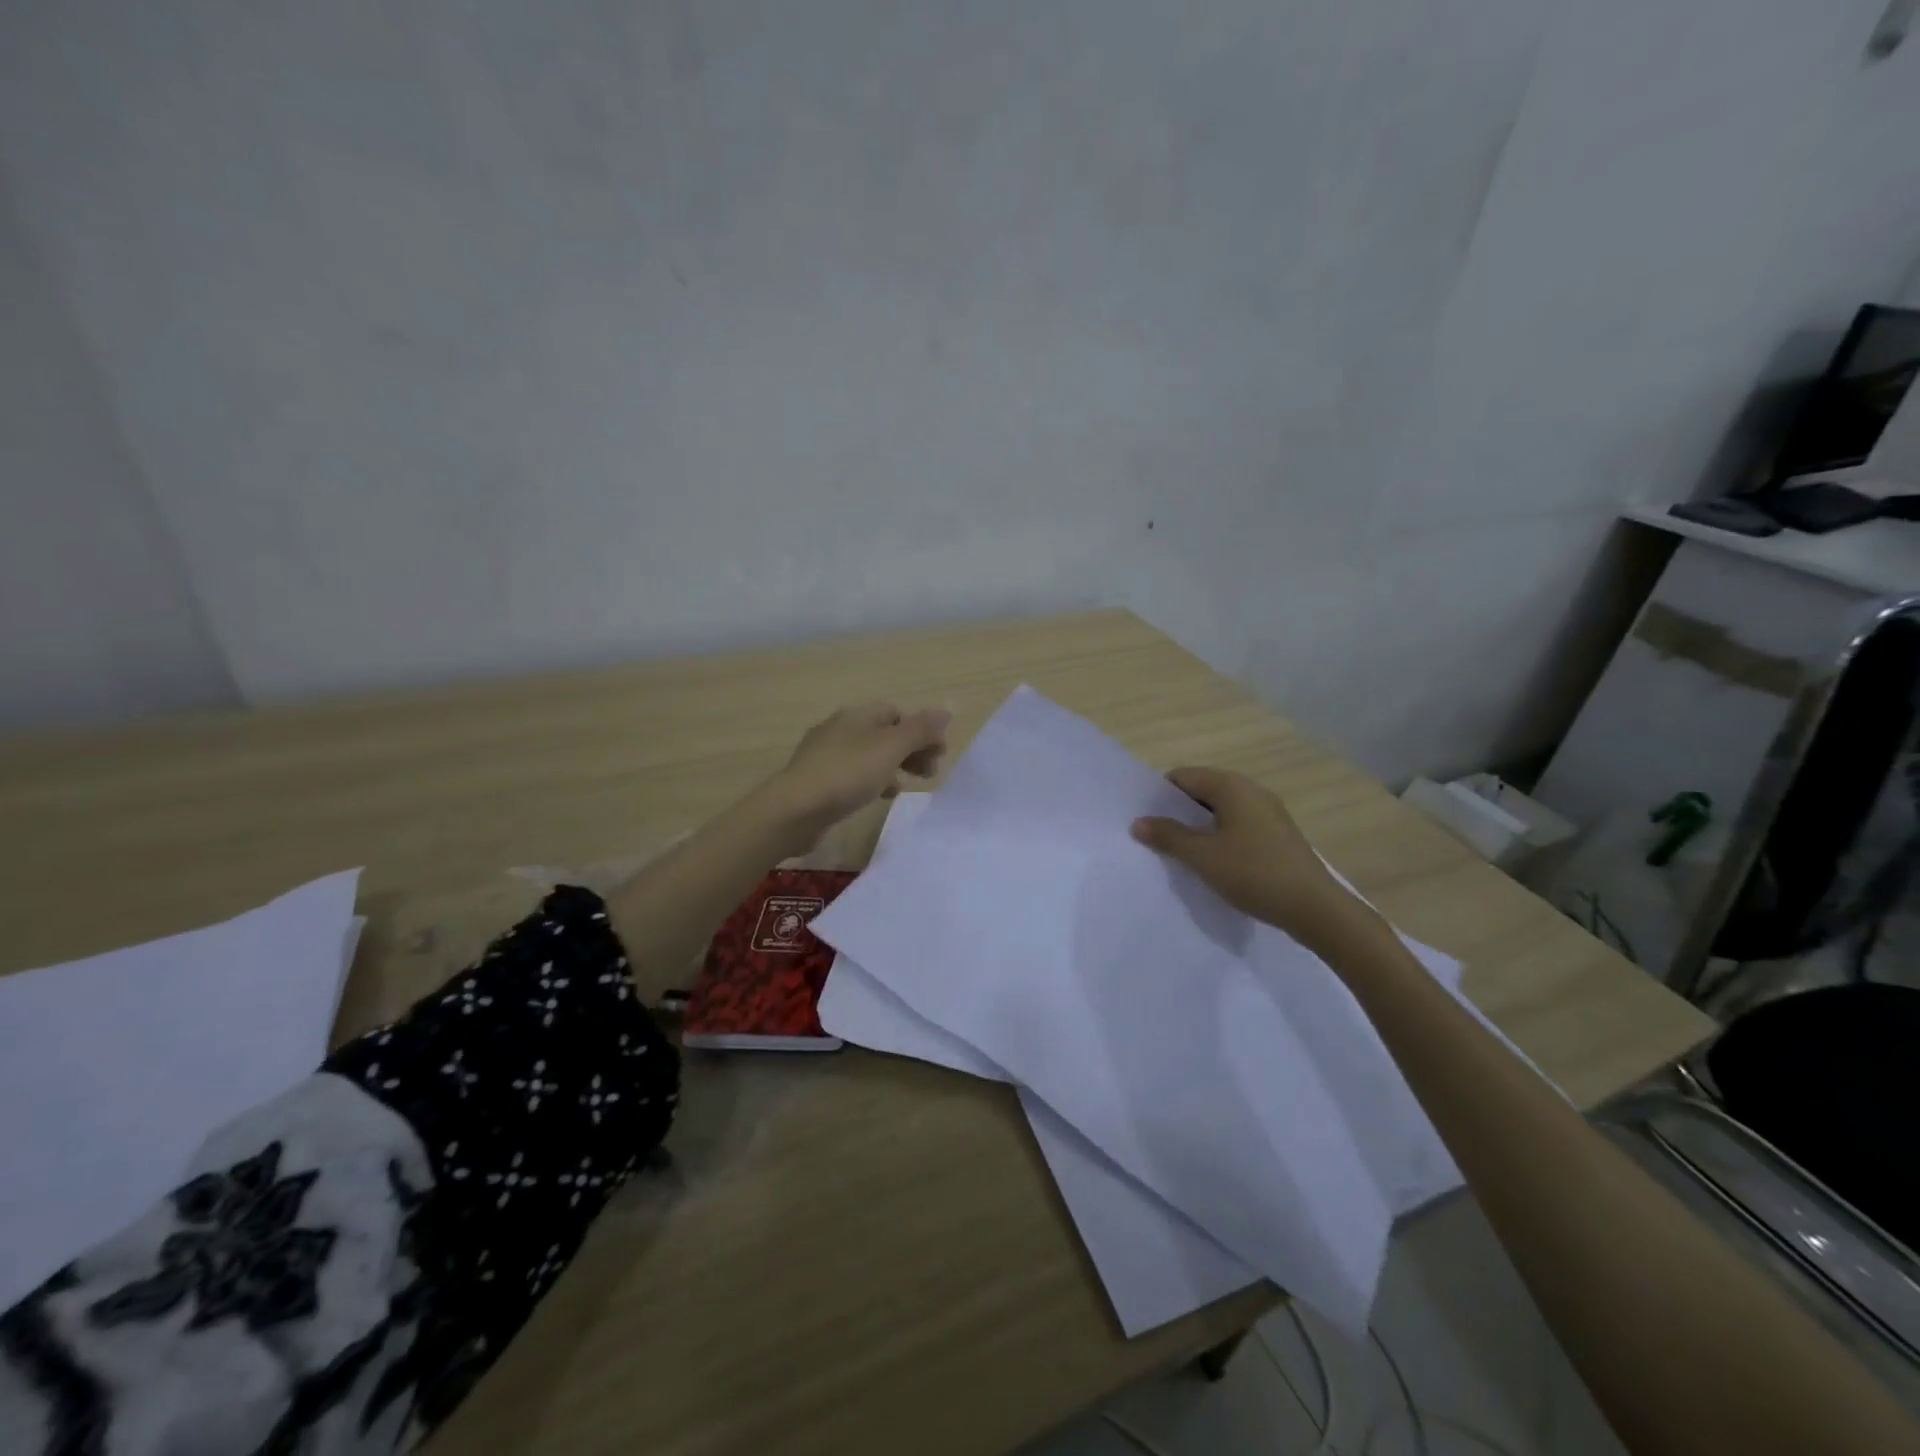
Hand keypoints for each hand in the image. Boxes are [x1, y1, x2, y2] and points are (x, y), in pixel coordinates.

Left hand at [761, 702, 951, 851]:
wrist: (795, 810)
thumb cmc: (848, 774)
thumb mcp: (891, 748)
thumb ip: (920, 730)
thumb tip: (946, 711)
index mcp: (857, 715)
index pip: (898, 713)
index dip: (922, 731)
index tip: (939, 755)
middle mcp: (840, 728)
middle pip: (885, 734)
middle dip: (911, 750)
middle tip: (929, 774)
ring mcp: (826, 754)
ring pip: (869, 755)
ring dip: (893, 768)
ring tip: (905, 787)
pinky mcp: (818, 780)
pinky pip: (853, 775)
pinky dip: (871, 782)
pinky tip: (878, 798)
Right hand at [1131, 767, 1372, 948]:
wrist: (1315, 907)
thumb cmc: (1253, 873)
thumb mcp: (1202, 856)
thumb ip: (1168, 836)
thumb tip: (1138, 822)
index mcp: (1231, 786)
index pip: (1183, 776)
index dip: (1160, 795)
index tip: (1145, 819)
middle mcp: (1251, 790)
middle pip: (1203, 790)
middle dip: (1178, 811)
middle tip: (1156, 837)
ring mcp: (1268, 812)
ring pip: (1221, 809)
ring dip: (1199, 826)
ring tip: (1181, 852)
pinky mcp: (1278, 834)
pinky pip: (1238, 824)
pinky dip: (1220, 836)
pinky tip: (1214, 862)